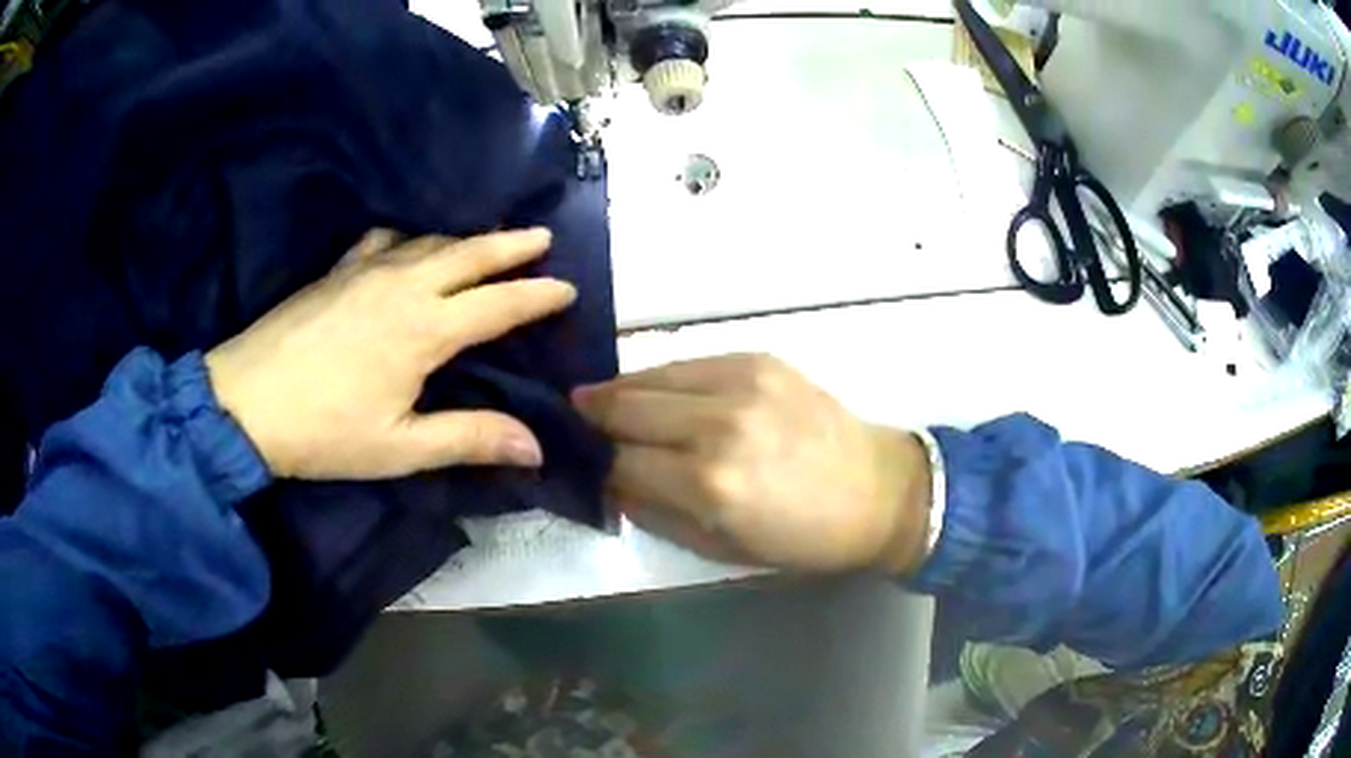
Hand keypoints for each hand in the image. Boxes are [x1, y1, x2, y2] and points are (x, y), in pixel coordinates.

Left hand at [206, 228, 575, 479]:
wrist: (246, 401)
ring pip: (429, 242)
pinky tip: (405, 246)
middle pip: (468, 255)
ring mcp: (366, 271)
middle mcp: (403, 287)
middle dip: (510, 245)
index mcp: (424, 330)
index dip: (535, 295)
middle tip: (541, 235)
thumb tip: (535, 447)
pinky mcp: (337, 271)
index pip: (496, 305)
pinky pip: (383, 240)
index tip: (566, 288)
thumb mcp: (400, 446)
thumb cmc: (325, 432)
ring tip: (486, 242)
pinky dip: (406, 238)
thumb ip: (469, 438)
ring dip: (464, 240)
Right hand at [573, 354, 931, 573]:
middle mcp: (718, 424)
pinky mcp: (759, 357)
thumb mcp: (720, 547)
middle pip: (624, 407)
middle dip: (592, 417)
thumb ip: (654, 512)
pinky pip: (689, 362)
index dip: (591, 463)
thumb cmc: (801, 538)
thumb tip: (608, 481)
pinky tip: (661, 394)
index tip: (576, 462)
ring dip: (621, 392)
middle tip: (574, 424)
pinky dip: (663, 379)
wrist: (877, 491)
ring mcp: (741, 382)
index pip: (618, 462)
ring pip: (650, 376)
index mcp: (709, 484)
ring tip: (606, 404)